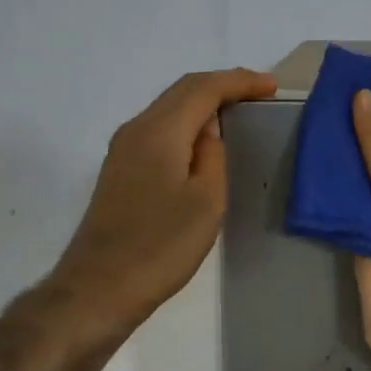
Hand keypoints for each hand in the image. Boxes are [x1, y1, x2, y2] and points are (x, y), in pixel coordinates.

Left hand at [48, 67, 276, 335]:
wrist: (99, 288)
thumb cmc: (161, 246)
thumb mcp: (206, 200)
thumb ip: (213, 155)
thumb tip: (209, 132)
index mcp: (159, 131)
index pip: (203, 88)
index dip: (239, 82)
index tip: (272, 87)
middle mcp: (136, 129)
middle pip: (182, 90)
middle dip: (223, 85)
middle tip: (259, 92)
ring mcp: (123, 149)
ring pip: (169, 107)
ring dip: (204, 102)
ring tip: (238, 110)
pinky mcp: (120, 169)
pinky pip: (160, 128)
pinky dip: (188, 122)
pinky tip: (204, 139)